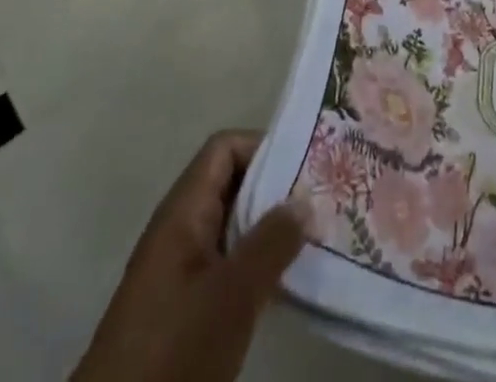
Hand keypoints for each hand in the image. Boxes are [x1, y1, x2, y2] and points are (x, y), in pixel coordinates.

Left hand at [71, 130, 308, 381]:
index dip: (264, 148)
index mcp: (183, 211)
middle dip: (275, 189)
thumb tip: (306, 200)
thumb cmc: (173, 348)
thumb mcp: (231, 294)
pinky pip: (228, 264)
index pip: (225, 149)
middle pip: (232, 185)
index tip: (306, 164)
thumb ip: (271, 243)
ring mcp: (180, 270)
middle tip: (321, 198)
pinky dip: (257, 264)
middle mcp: (180, 229)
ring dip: (270, 229)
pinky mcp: (184, 308)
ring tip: (315, 237)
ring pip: (233, 228)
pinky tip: (288, 283)